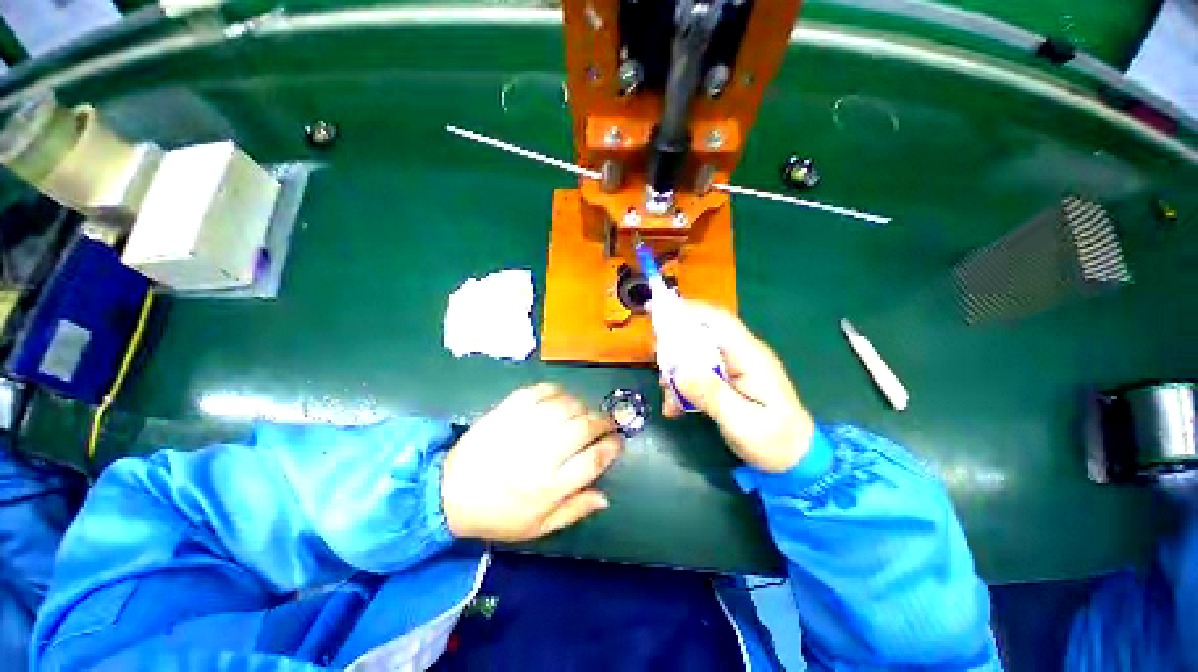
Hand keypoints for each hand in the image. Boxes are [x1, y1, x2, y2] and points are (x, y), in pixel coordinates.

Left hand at [442, 383, 622, 541]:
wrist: (449, 492)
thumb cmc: (498, 514)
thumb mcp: (537, 527)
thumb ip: (574, 510)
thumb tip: (605, 496)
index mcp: (549, 486)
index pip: (593, 459)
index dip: (612, 446)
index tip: (618, 440)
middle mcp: (540, 454)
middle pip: (584, 427)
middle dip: (603, 421)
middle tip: (607, 421)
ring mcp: (523, 428)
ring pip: (565, 406)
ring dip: (582, 405)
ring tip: (584, 410)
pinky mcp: (506, 411)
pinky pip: (538, 391)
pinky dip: (555, 390)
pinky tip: (561, 396)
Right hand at [662, 303, 814, 472]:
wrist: (795, 458)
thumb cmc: (774, 440)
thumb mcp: (742, 422)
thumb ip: (711, 395)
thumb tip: (679, 374)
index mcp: (750, 356)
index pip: (718, 320)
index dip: (688, 310)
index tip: (658, 309)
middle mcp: (741, 354)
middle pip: (702, 332)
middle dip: (674, 340)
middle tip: (655, 356)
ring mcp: (733, 366)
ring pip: (695, 352)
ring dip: (675, 368)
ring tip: (665, 391)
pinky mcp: (727, 378)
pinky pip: (698, 371)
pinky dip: (682, 384)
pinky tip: (674, 406)